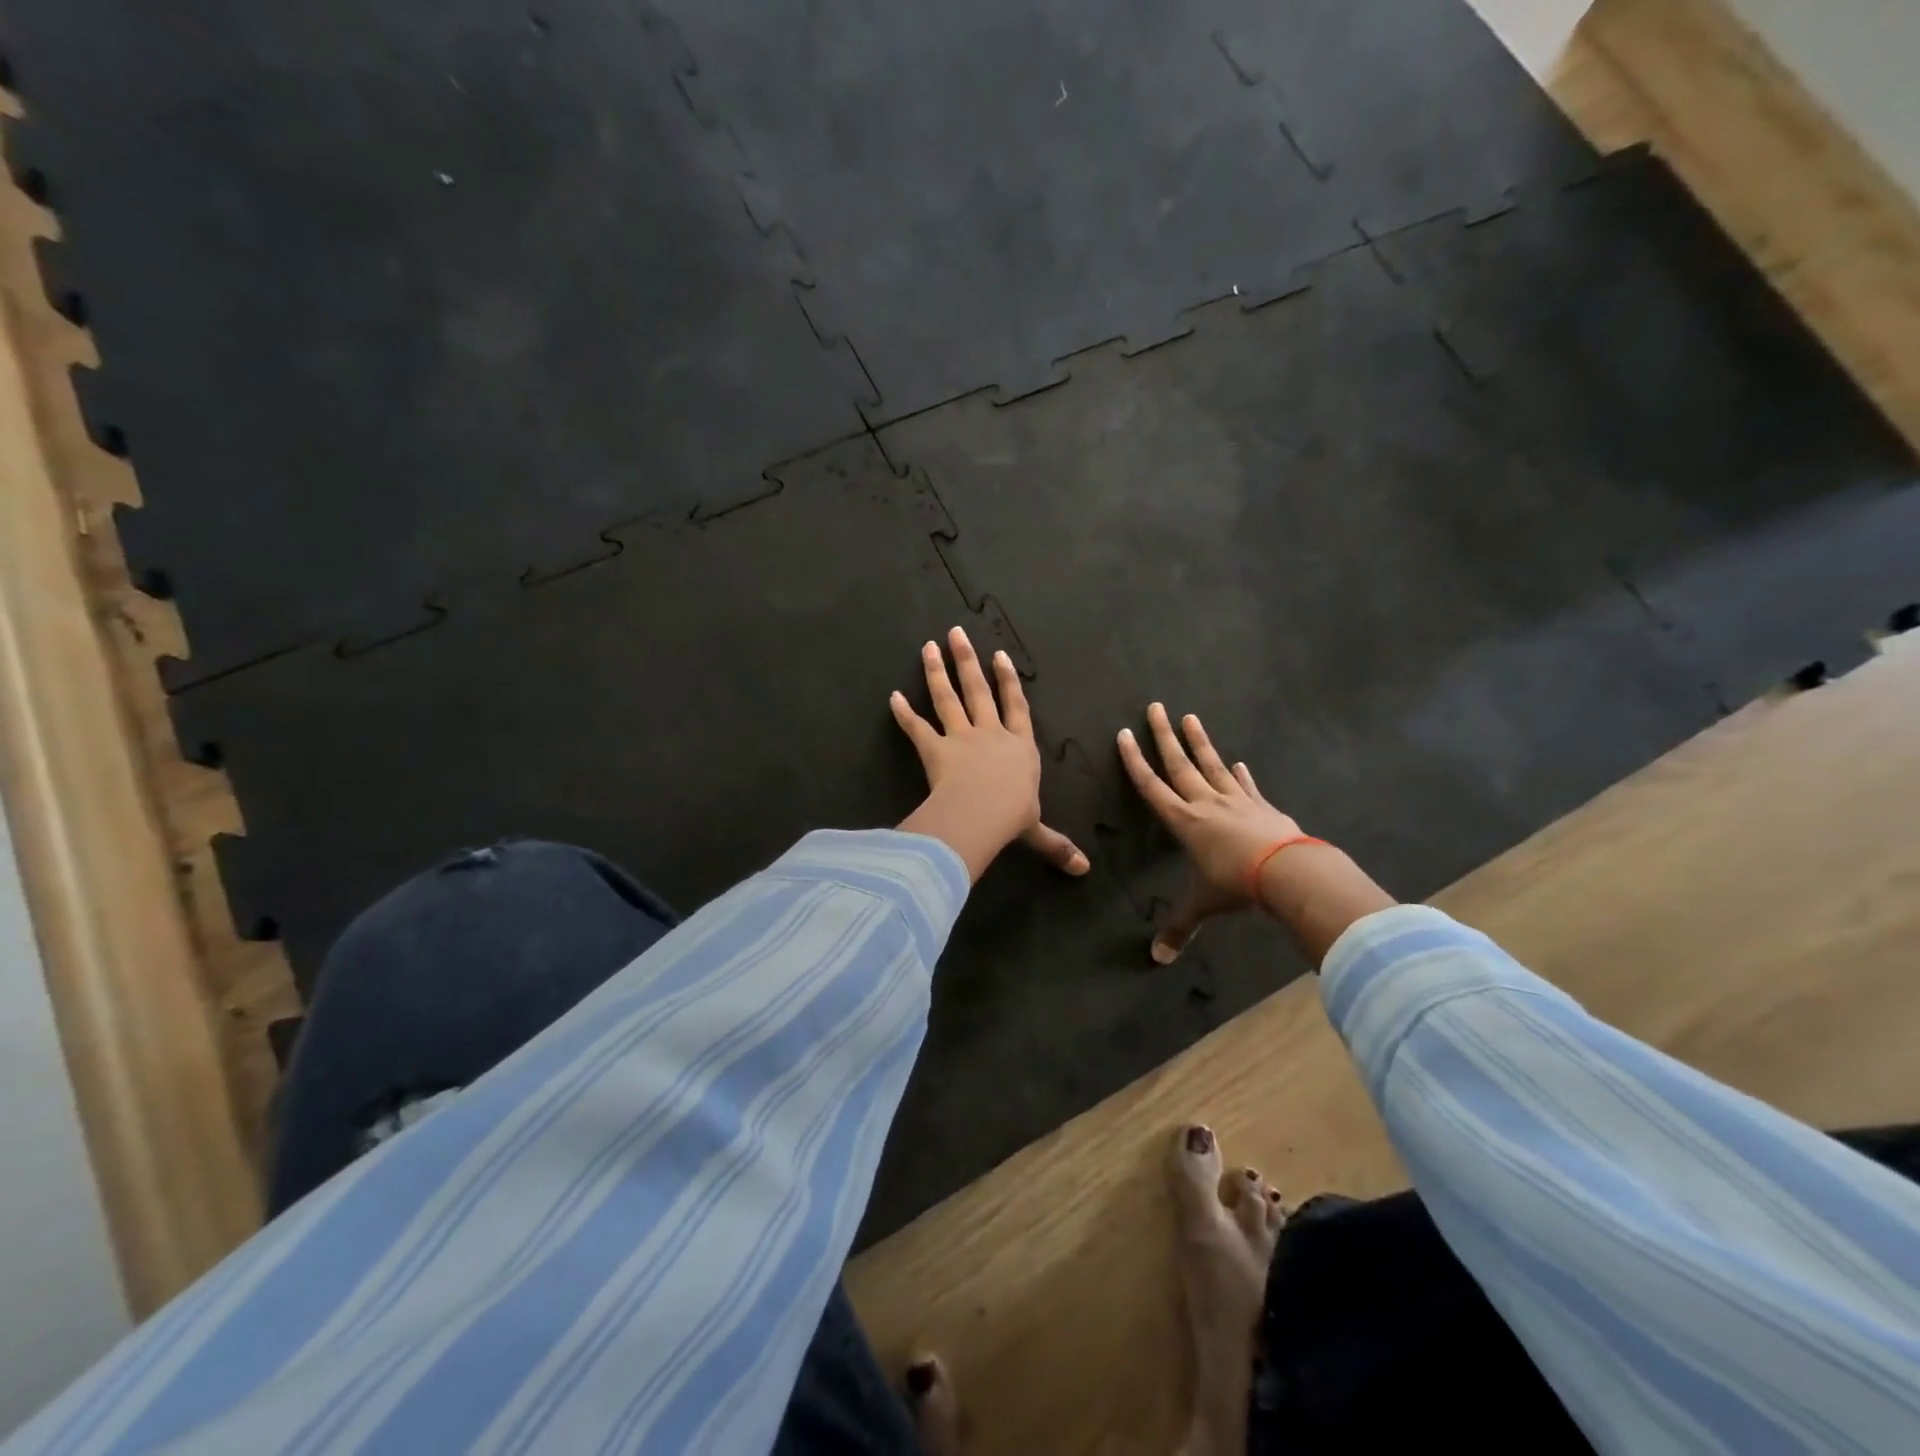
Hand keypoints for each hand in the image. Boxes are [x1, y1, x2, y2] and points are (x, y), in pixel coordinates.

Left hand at [893, 626, 1089, 882]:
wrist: (982, 814)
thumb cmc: (1013, 817)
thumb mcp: (1036, 830)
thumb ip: (1055, 845)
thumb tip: (1084, 870)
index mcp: (1019, 747)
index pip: (1016, 707)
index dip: (1008, 681)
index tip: (1000, 655)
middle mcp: (990, 734)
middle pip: (978, 691)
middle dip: (968, 661)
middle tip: (957, 633)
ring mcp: (961, 738)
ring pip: (947, 699)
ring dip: (937, 672)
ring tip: (929, 646)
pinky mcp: (935, 750)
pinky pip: (917, 728)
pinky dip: (904, 714)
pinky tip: (892, 696)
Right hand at [1117, 703, 1302, 962]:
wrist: (1288, 872)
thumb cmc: (1235, 885)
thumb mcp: (1203, 906)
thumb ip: (1180, 928)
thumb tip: (1158, 960)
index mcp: (1184, 821)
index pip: (1151, 785)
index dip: (1134, 760)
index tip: (1124, 734)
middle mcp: (1205, 803)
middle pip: (1179, 764)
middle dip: (1163, 736)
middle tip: (1155, 707)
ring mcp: (1236, 800)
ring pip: (1212, 765)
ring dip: (1200, 742)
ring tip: (1190, 717)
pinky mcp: (1262, 806)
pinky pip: (1247, 786)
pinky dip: (1241, 774)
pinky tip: (1239, 762)